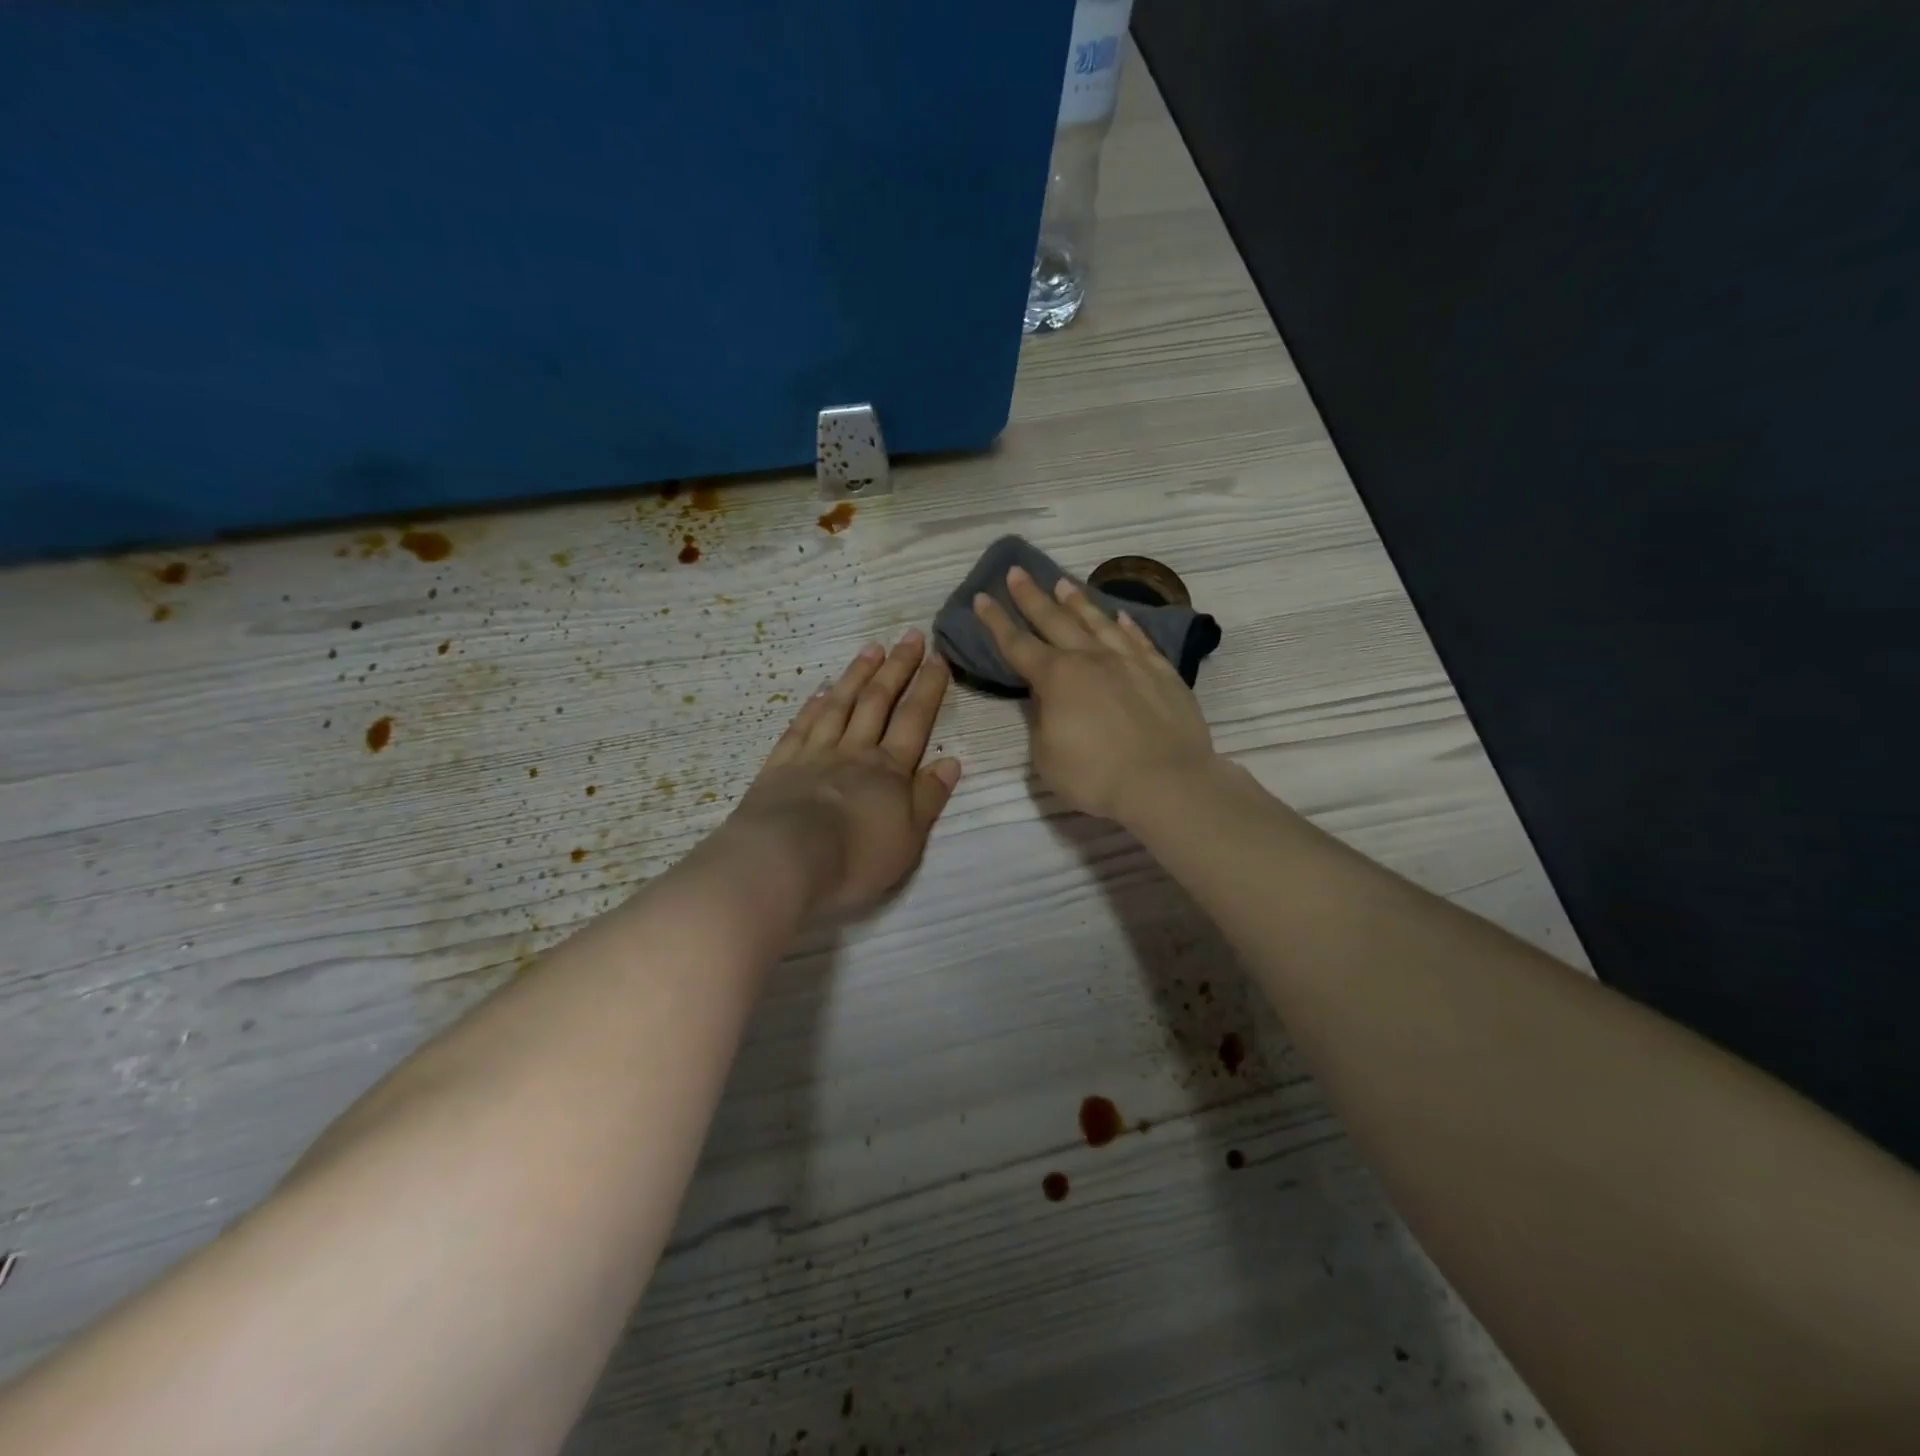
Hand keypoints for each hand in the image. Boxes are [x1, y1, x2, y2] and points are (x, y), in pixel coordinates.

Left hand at [730, 630, 960, 918]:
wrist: (785, 862)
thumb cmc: (856, 858)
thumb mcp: (909, 838)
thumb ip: (930, 797)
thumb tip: (951, 760)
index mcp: (889, 770)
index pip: (915, 719)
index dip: (928, 687)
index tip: (938, 657)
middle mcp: (854, 751)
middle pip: (878, 701)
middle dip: (897, 667)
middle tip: (910, 636)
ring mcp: (814, 754)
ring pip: (840, 705)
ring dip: (858, 675)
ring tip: (872, 649)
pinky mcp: (781, 765)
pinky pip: (801, 726)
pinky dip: (813, 706)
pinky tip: (821, 690)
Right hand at [973, 567, 1214, 821]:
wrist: (1166, 782)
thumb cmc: (1095, 776)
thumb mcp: (1046, 756)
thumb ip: (1042, 721)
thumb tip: (1047, 699)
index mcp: (1056, 678)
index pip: (1017, 644)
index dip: (996, 622)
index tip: (981, 598)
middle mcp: (1090, 659)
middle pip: (1054, 620)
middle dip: (1031, 596)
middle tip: (1016, 572)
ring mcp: (1129, 661)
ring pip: (1097, 622)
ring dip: (1077, 602)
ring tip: (1063, 583)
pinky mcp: (1161, 672)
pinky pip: (1138, 640)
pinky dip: (1126, 625)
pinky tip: (1120, 616)